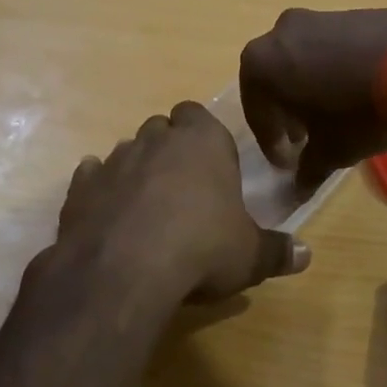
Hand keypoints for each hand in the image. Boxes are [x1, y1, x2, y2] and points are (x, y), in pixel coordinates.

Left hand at [57, 102, 311, 302]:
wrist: (124, 270)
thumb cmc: (202, 249)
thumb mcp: (250, 256)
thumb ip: (277, 251)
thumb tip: (306, 255)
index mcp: (202, 141)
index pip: (199, 115)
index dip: (203, 137)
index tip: (211, 166)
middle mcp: (155, 139)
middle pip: (162, 128)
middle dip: (170, 149)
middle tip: (183, 187)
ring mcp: (113, 160)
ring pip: (126, 150)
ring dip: (136, 170)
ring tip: (147, 207)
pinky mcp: (80, 187)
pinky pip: (91, 177)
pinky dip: (100, 190)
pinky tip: (108, 214)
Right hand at [239, 6, 386, 184]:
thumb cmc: (356, 114)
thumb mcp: (330, 151)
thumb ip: (308, 169)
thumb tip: (299, 188)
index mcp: (260, 65)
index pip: (258, 113)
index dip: (271, 143)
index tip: (287, 165)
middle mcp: (279, 34)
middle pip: (274, 81)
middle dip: (286, 112)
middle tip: (304, 138)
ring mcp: (316, 18)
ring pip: (301, 61)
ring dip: (309, 89)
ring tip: (332, 115)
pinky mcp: (350, 12)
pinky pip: (330, 48)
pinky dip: (333, 71)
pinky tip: (355, 92)